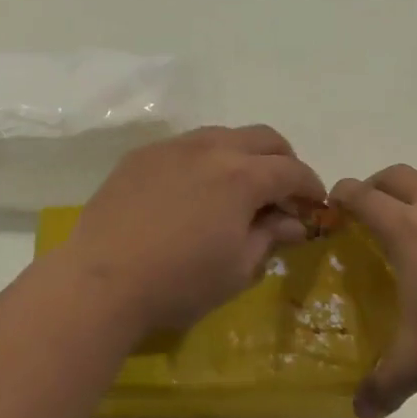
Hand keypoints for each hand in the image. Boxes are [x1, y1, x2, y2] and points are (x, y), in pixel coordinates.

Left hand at [64, 125, 324, 338]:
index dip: (310, 186)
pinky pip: (186, 146)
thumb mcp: (238, 268)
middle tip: (283, 191)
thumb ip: (270, 236)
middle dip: (282, 160)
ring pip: (223, 134)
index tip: (315, 205)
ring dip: (243, 154)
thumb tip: (293, 221)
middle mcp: (212, 148)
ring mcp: (173, 147)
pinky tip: (194, 189)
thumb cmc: (179, 282)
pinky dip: (205, 159)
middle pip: (263, 138)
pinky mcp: (142, 155)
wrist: (102, 280)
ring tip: (239, 186)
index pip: (292, 170)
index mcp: (243, 175)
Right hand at [332, 165, 416, 417]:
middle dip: (376, 185)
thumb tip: (359, 413)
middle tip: (367, 209)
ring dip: (416, 191)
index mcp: (409, 233)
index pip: (365, 198)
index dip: (344, 195)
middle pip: (400, 176)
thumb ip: (382, 386)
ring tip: (411, 222)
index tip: (333, 203)